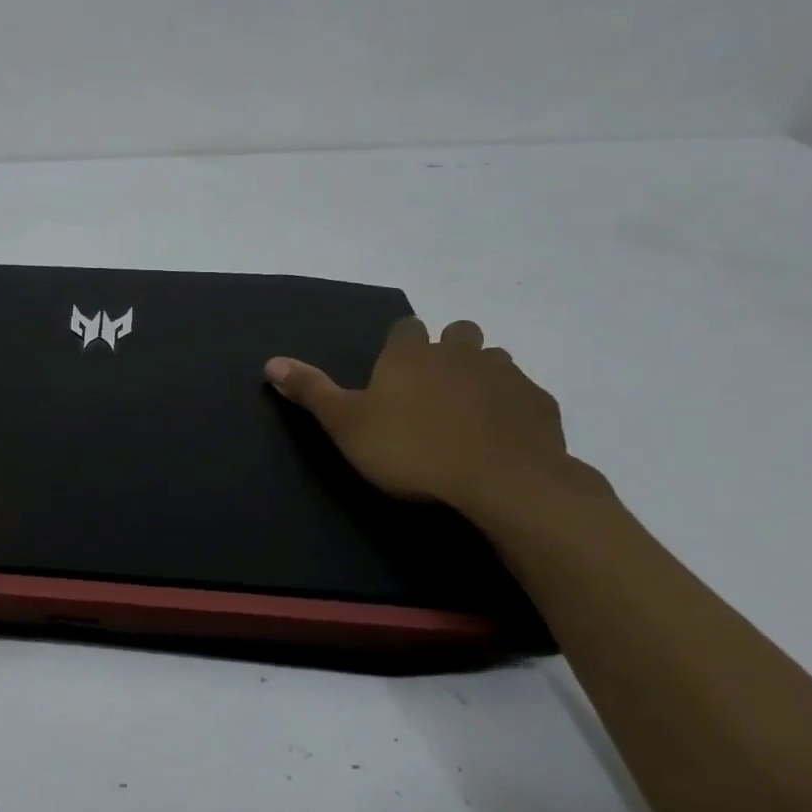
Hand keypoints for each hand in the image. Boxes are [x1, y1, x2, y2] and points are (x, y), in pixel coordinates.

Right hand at [265, 317, 587, 520]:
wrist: (504, 483)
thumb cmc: (412, 450)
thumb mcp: (346, 424)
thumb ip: (311, 390)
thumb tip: (270, 361)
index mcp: (411, 354)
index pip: (406, 327)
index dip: (400, 343)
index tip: (394, 367)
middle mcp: (460, 353)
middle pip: (458, 333)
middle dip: (448, 349)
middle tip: (434, 385)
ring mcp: (507, 376)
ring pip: (495, 360)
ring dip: (482, 375)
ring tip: (469, 410)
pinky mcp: (541, 406)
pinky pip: (525, 395)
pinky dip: (512, 407)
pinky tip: (502, 435)